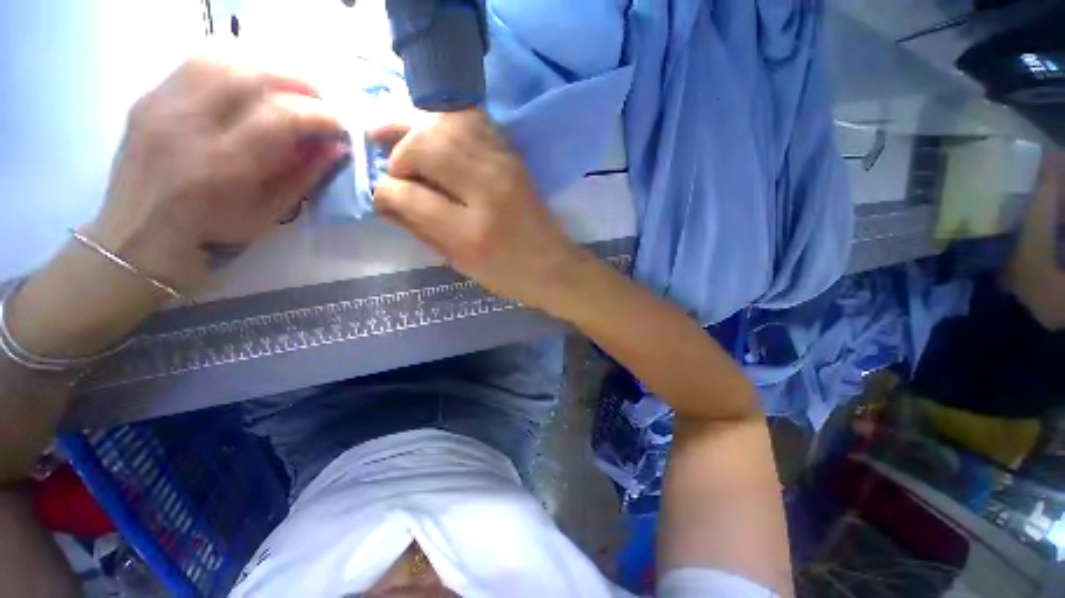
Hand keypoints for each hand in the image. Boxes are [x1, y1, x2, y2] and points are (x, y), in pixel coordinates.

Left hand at [87, 57, 347, 292]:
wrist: (139, 235)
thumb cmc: (212, 232)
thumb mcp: (269, 213)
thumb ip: (304, 176)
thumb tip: (336, 147)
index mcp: (222, 165)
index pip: (279, 116)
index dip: (318, 114)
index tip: (339, 124)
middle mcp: (187, 125)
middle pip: (250, 75)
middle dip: (297, 82)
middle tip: (319, 99)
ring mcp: (161, 104)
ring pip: (221, 57)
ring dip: (265, 66)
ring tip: (286, 86)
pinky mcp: (149, 96)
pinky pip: (195, 61)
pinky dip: (233, 64)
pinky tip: (249, 81)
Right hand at [371, 110, 590, 312]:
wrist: (554, 266)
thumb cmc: (508, 276)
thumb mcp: (461, 264)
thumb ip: (420, 229)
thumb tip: (384, 200)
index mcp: (471, 233)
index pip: (410, 195)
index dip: (385, 192)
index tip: (382, 197)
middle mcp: (488, 190)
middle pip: (426, 145)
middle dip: (399, 152)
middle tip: (393, 167)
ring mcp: (505, 167)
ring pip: (448, 123)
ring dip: (417, 127)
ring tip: (401, 139)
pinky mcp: (514, 157)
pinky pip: (473, 121)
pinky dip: (446, 120)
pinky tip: (434, 131)